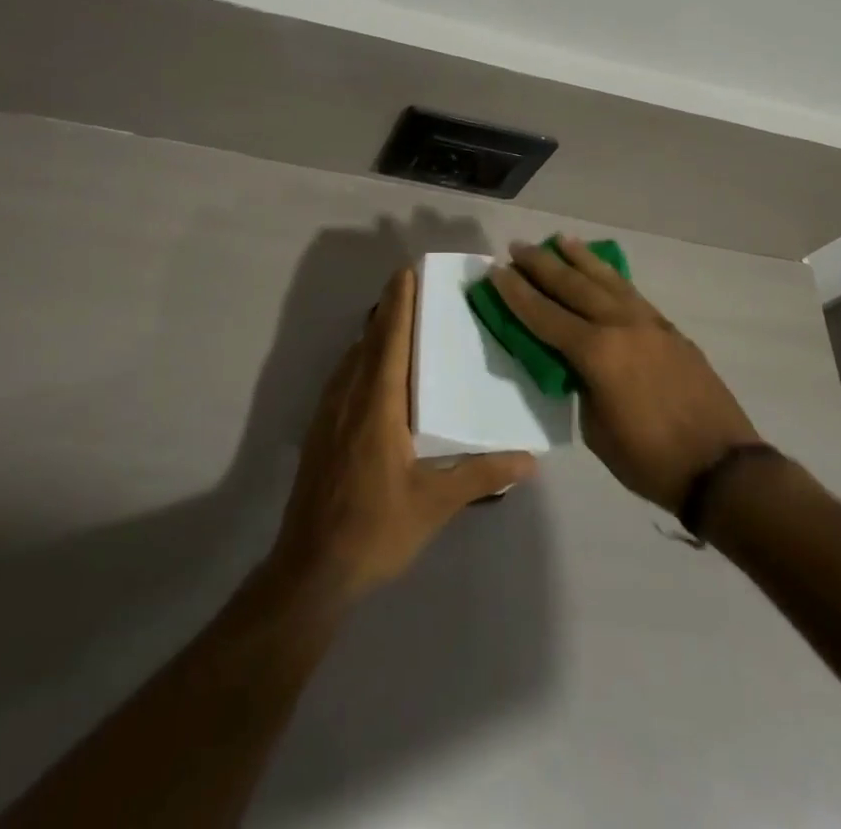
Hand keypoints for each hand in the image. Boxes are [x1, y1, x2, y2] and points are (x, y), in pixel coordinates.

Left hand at [269, 265, 535, 608]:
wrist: (311, 569)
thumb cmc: (375, 529)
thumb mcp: (434, 504)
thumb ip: (481, 475)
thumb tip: (529, 458)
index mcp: (378, 405)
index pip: (390, 340)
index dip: (399, 304)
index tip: (406, 272)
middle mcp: (350, 398)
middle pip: (369, 341)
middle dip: (388, 310)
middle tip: (410, 285)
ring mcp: (329, 414)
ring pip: (352, 358)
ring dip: (373, 333)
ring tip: (396, 320)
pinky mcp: (320, 431)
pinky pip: (343, 377)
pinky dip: (361, 358)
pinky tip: (373, 372)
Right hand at [491, 238, 763, 512]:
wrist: (722, 468)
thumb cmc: (650, 459)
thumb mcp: (596, 429)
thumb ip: (581, 385)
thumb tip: (577, 364)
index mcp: (597, 352)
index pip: (544, 315)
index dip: (516, 293)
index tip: (495, 270)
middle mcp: (620, 325)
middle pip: (573, 286)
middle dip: (541, 265)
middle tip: (517, 246)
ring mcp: (649, 323)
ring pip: (606, 280)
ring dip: (579, 259)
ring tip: (559, 239)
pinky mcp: (669, 329)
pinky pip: (630, 292)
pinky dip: (610, 277)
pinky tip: (603, 271)